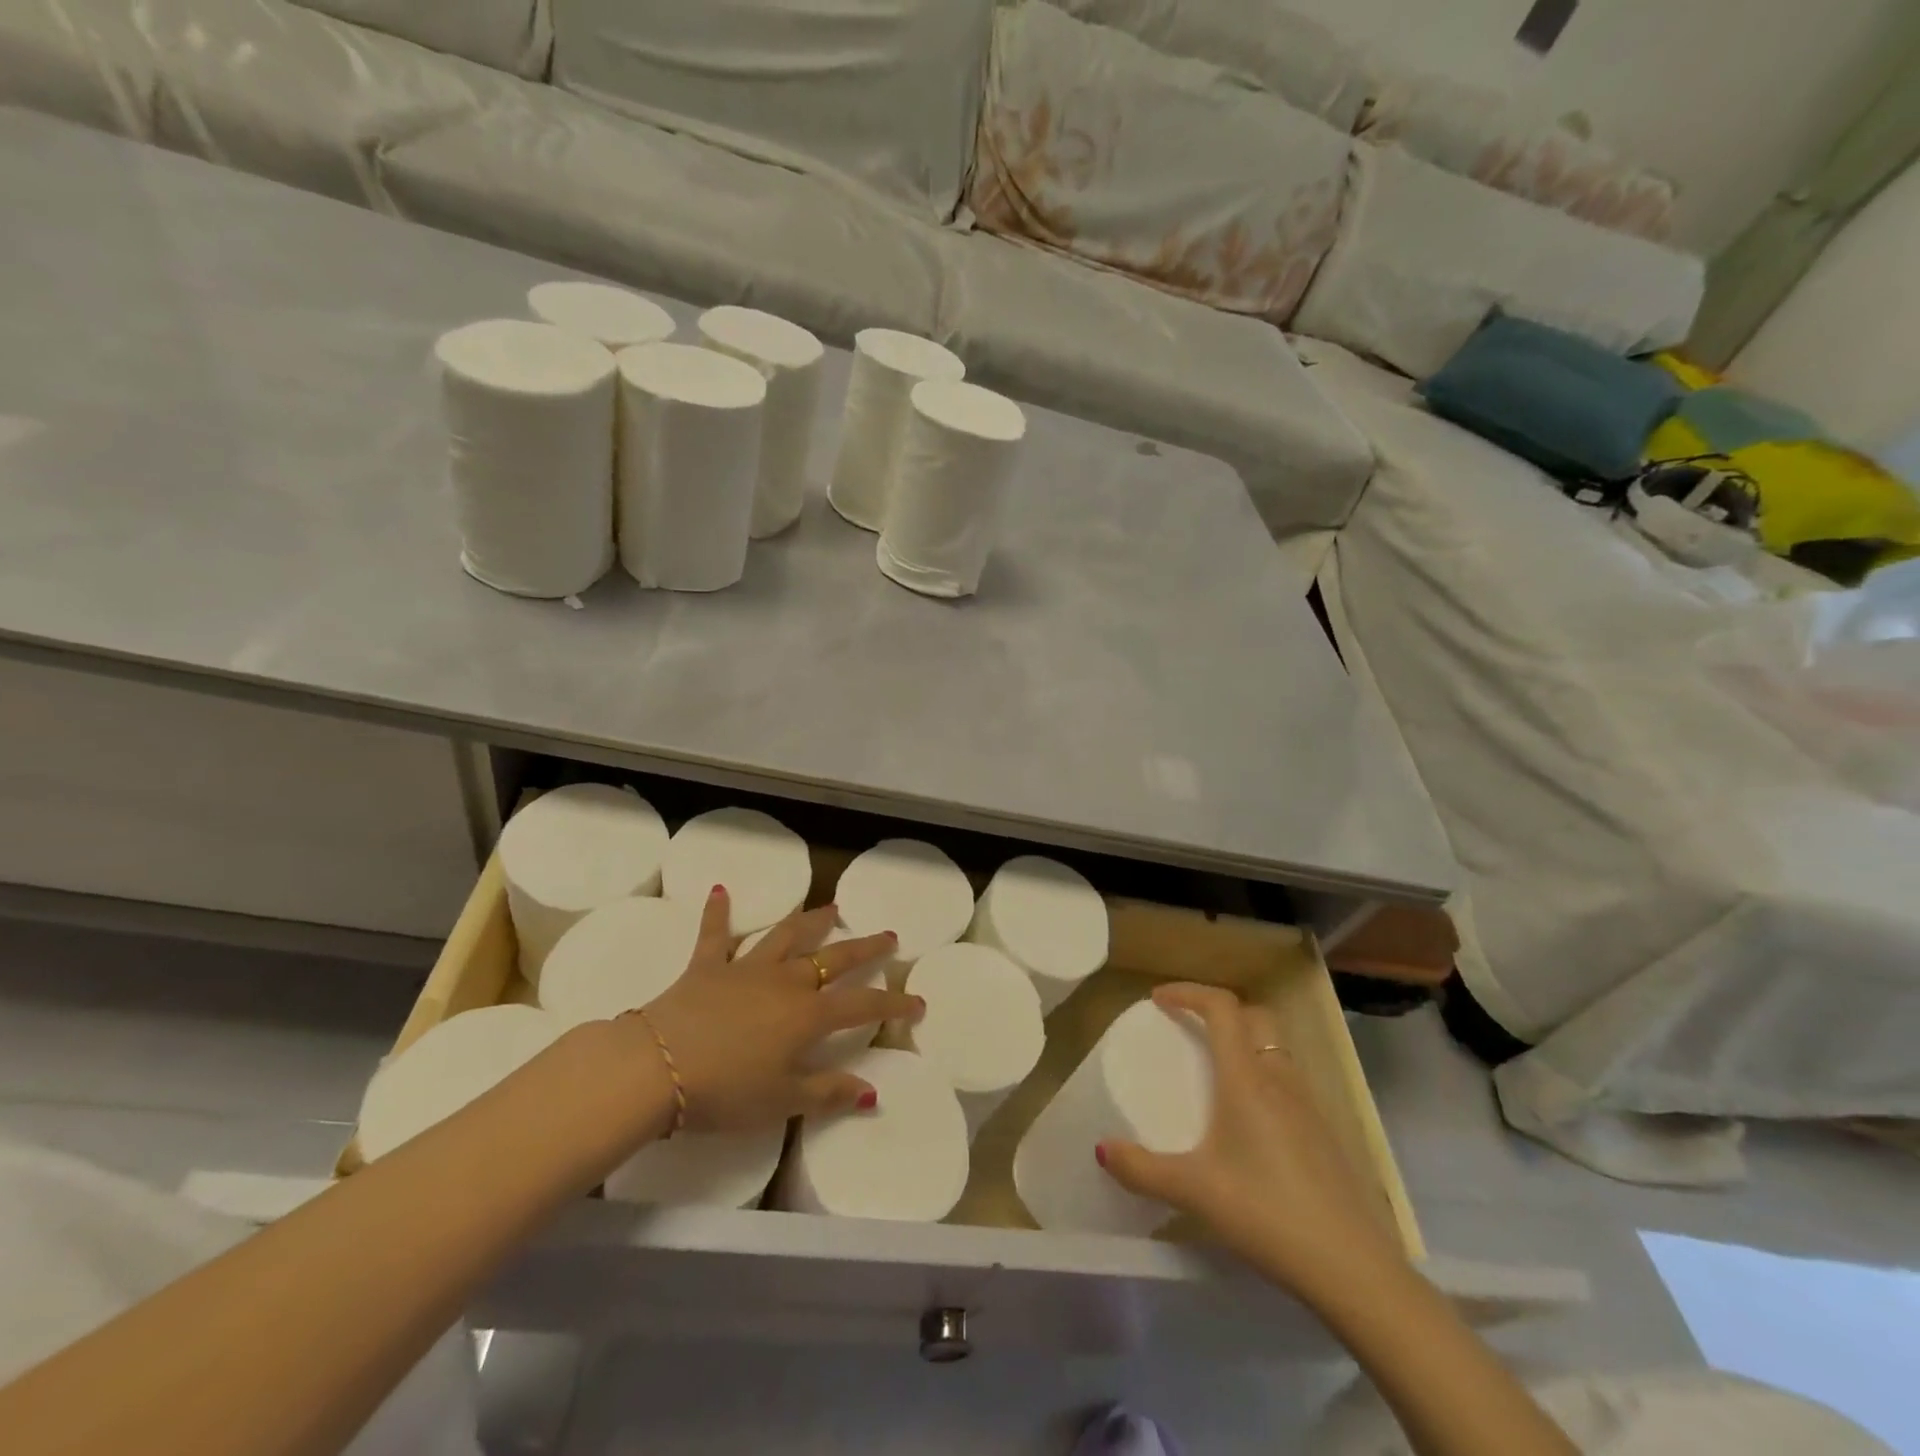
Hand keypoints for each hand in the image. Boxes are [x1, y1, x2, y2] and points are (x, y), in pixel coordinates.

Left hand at [635, 886, 921, 1134]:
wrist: (656, 1068)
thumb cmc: (724, 1091)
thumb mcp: (782, 1102)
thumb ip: (827, 1093)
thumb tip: (871, 1091)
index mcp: (807, 1015)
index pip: (862, 1005)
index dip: (892, 1004)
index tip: (917, 1002)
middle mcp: (784, 982)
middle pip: (833, 958)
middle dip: (864, 948)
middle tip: (888, 936)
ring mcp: (745, 969)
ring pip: (786, 936)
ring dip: (810, 921)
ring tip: (831, 908)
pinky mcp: (706, 966)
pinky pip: (715, 934)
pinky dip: (718, 912)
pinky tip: (721, 890)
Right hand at [1096, 983, 1404, 1296]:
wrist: (1352, 1269)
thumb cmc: (1266, 1213)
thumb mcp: (1194, 1191)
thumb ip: (1142, 1169)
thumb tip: (1101, 1149)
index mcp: (1247, 1078)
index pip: (1221, 1007)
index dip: (1188, 992)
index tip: (1158, 999)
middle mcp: (1280, 1079)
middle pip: (1254, 1016)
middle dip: (1219, 1011)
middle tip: (1188, 1028)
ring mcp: (1310, 1105)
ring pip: (1275, 1048)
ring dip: (1244, 1042)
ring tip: (1215, 1071)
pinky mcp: (1326, 1133)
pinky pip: (1289, 1081)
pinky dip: (1263, 1075)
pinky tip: (1249, 1121)